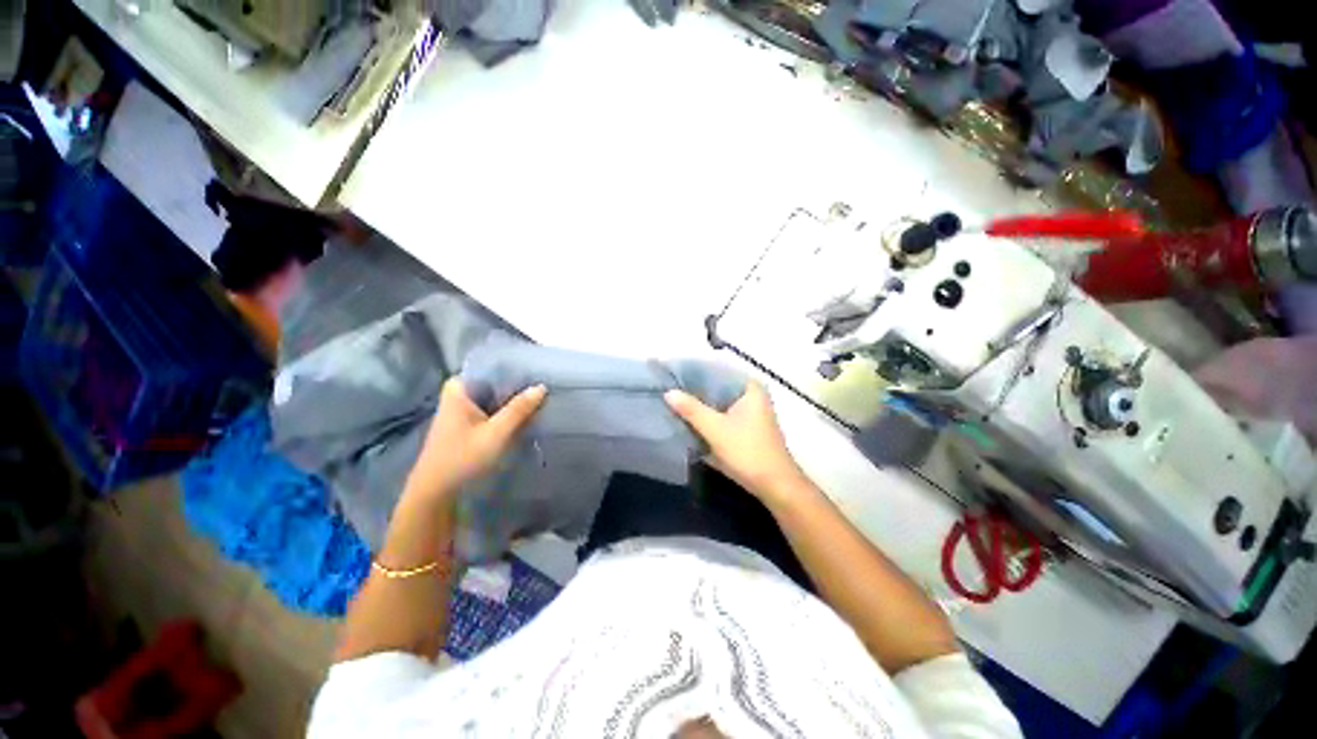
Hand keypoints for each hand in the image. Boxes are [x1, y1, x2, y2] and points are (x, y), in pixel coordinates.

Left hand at [405, 379, 546, 502]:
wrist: (435, 493)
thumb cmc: (462, 459)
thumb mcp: (496, 433)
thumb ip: (519, 409)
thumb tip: (541, 387)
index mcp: (459, 388)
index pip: (492, 367)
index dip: (516, 369)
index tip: (539, 370)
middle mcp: (459, 393)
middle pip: (495, 382)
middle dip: (517, 385)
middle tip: (544, 385)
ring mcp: (462, 409)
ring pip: (494, 396)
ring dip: (513, 400)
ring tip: (539, 397)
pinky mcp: (467, 423)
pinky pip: (492, 408)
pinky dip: (506, 411)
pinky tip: (524, 414)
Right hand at [665, 381, 807, 502]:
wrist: (775, 486)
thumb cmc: (748, 452)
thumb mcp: (715, 429)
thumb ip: (691, 409)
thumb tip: (668, 392)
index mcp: (749, 388)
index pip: (716, 371)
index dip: (694, 373)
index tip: (671, 375)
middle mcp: (752, 396)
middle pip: (717, 388)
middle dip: (694, 391)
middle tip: (669, 390)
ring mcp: (750, 413)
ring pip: (718, 403)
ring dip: (700, 406)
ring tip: (673, 402)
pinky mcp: (746, 428)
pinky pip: (722, 416)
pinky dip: (708, 417)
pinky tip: (688, 419)